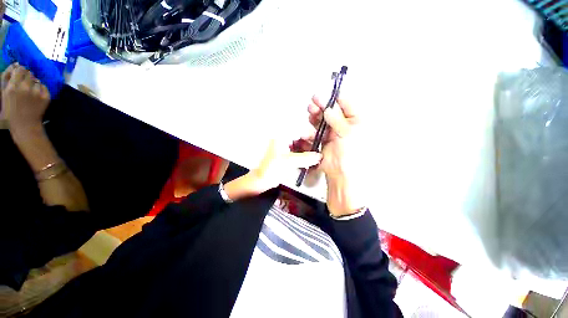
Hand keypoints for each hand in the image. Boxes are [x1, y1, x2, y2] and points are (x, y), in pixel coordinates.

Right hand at [1, 63, 50, 135]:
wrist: (25, 125)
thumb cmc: (10, 110)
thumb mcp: (3, 93)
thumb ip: (7, 77)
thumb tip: (15, 64)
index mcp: (13, 86)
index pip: (20, 69)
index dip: (20, 70)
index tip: (19, 75)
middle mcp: (25, 87)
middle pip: (29, 73)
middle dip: (26, 77)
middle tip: (24, 84)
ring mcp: (37, 92)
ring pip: (37, 80)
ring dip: (33, 83)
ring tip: (30, 92)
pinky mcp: (46, 96)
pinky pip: (44, 87)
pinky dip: (40, 89)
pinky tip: (36, 96)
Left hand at [249, 139, 321, 194]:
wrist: (261, 180)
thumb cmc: (272, 168)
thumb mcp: (289, 162)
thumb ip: (306, 158)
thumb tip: (320, 156)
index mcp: (282, 136)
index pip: (300, 130)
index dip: (311, 135)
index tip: (319, 143)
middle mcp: (283, 138)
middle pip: (301, 137)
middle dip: (309, 145)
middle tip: (317, 153)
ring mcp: (283, 145)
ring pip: (299, 144)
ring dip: (307, 151)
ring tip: (313, 159)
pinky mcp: (284, 153)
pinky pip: (296, 150)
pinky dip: (302, 155)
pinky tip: (307, 162)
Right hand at [295, 96, 365, 216]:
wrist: (341, 174)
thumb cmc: (350, 153)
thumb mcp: (347, 133)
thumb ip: (337, 119)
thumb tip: (328, 108)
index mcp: (357, 123)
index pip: (348, 105)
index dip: (337, 98)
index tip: (326, 93)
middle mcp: (345, 127)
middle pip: (333, 112)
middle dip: (323, 106)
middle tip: (313, 101)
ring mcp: (334, 134)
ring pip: (323, 121)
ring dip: (316, 116)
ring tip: (309, 111)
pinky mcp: (324, 141)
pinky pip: (317, 132)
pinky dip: (311, 130)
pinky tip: (307, 130)